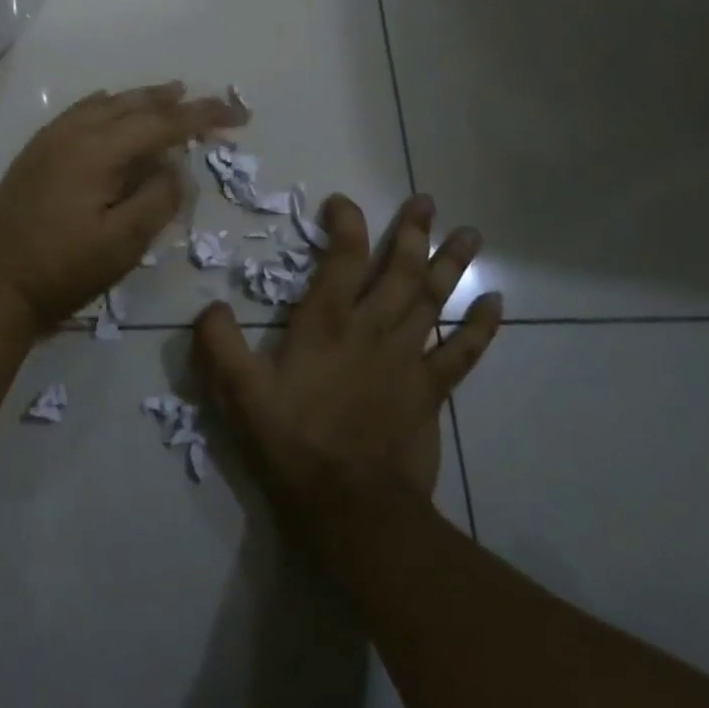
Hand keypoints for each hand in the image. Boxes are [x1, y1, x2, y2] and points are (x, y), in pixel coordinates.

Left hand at [0, 82, 250, 328]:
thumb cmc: (60, 269)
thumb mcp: (122, 244)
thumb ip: (158, 199)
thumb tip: (177, 167)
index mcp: (97, 149)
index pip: (162, 122)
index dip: (204, 116)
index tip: (239, 114)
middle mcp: (73, 132)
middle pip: (133, 104)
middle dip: (175, 102)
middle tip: (210, 104)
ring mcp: (49, 140)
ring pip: (105, 104)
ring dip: (141, 100)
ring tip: (170, 96)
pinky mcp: (35, 153)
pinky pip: (81, 113)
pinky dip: (108, 107)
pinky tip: (113, 111)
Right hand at [196, 193, 500, 530]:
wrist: (351, 507)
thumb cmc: (292, 443)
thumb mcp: (238, 394)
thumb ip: (219, 344)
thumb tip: (212, 306)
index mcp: (326, 324)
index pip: (342, 259)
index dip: (346, 224)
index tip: (342, 202)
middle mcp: (371, 329)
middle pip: (399, 270)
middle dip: (412, 232)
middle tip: (426, 200)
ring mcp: (406, 358)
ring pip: (433, 300)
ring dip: (451, 264)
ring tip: (470, 233)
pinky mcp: (429, 390)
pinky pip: (461, 353)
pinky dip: (481, 327)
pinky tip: (496, 302)